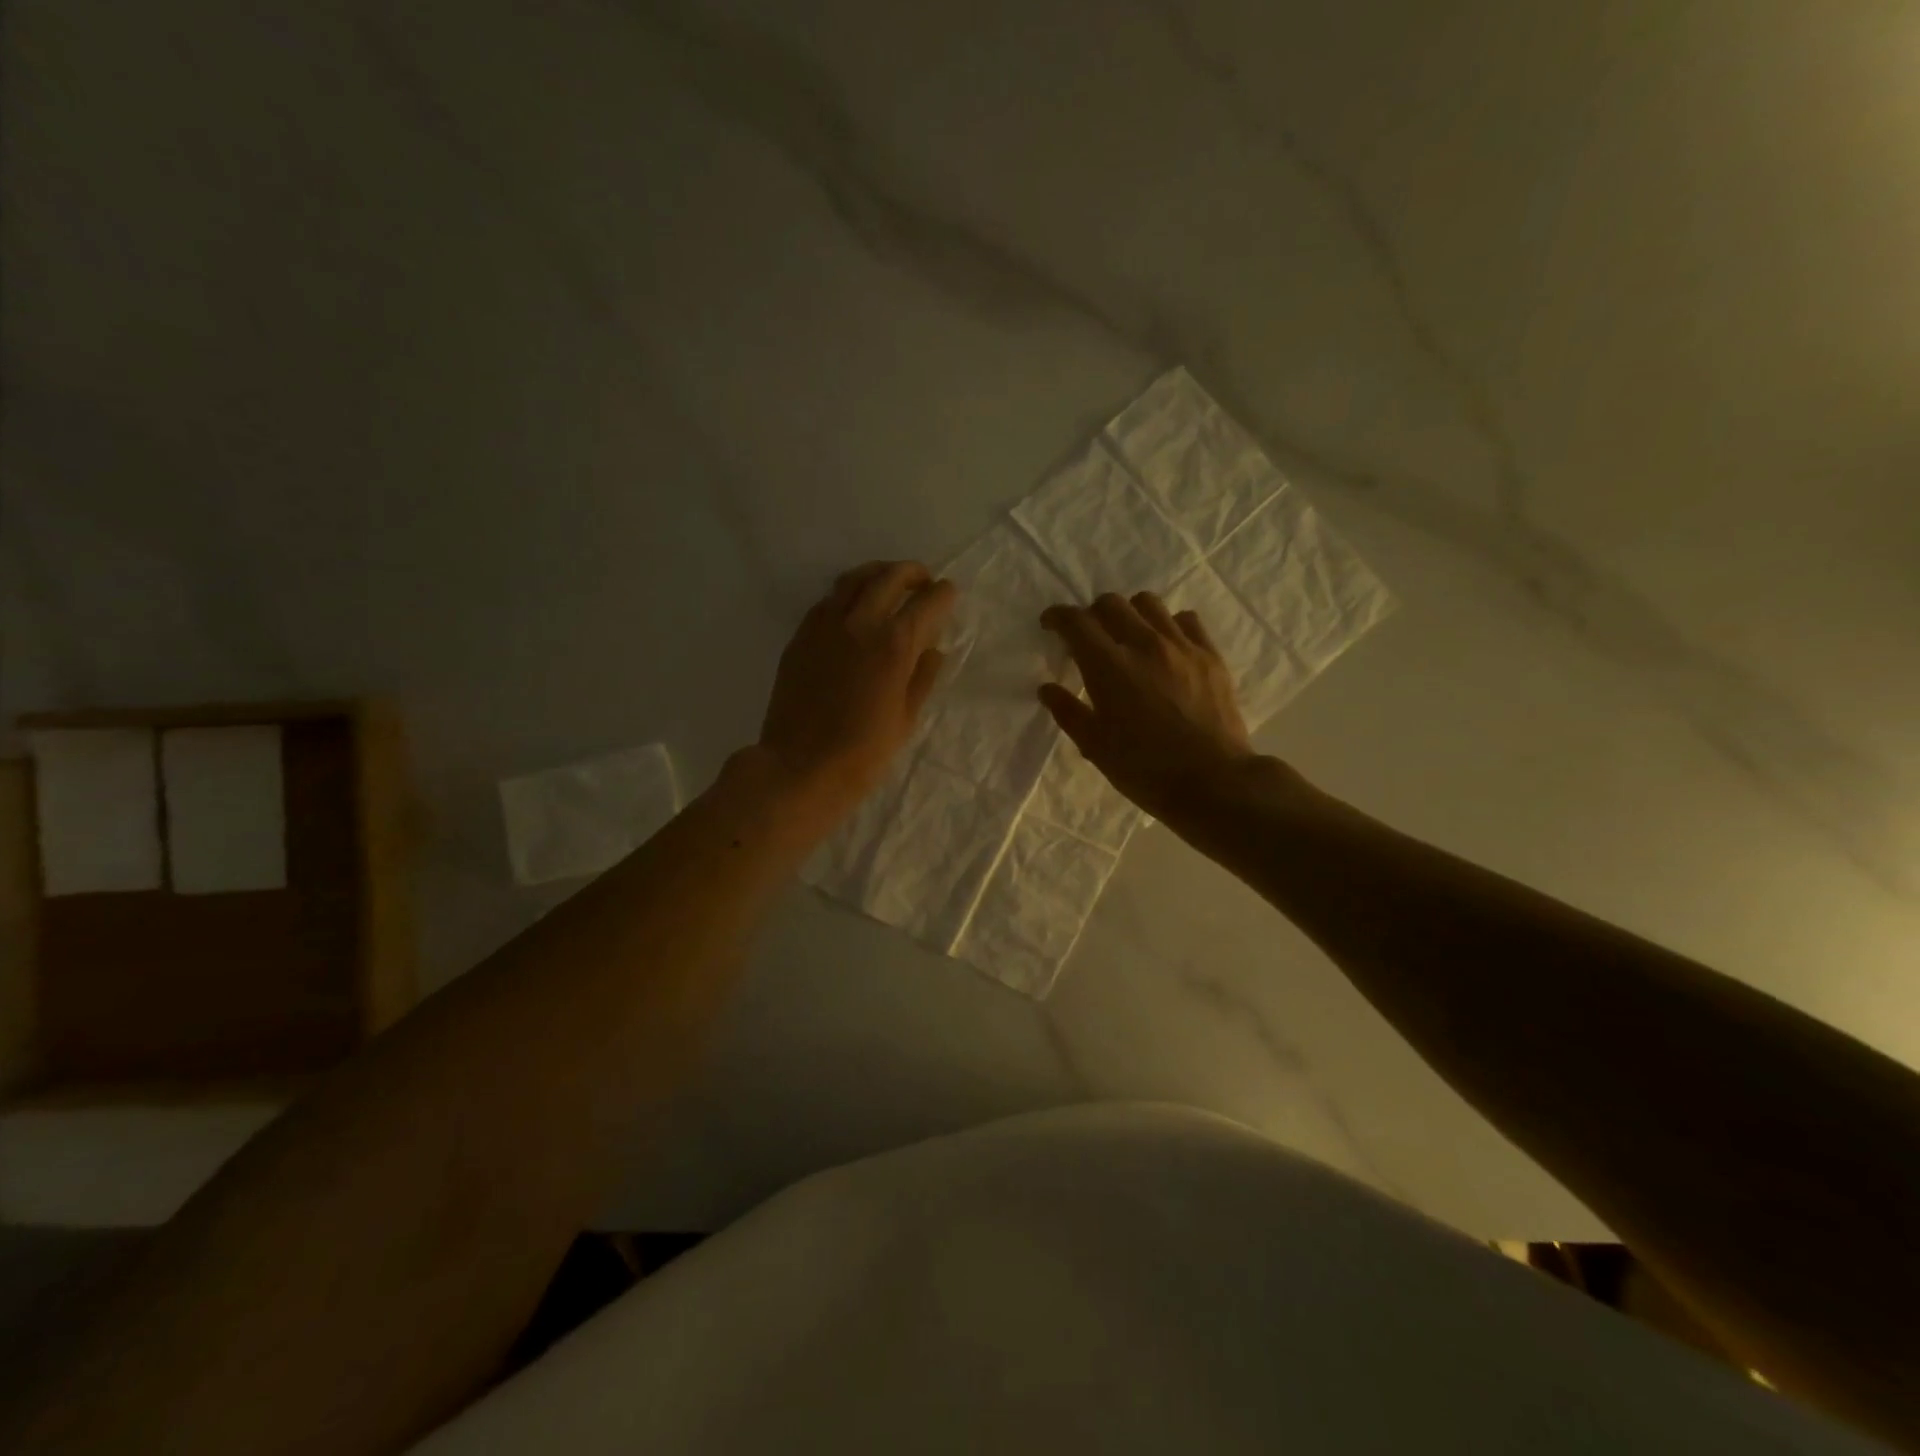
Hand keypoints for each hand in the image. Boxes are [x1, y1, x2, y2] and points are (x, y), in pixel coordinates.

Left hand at [758, 560, 956, 820]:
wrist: (801, 767)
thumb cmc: (863, 753)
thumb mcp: (906, 719)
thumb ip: (922, 677)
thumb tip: (932, 649)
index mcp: (895, 644)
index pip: (928, 601)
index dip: (943, 595)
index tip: (948, 594)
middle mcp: (860, 622)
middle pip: (890, 577)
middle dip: (912, 573)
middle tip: (922, 580)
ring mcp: (825, 625)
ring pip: (854, 579)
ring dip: (877, 574)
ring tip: (888, 583)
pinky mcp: (801, 636)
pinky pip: (828, 600)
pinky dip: (847, 594)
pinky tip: (853, 608)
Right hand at [1038, 592, 1256, 820]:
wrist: (1211, 781)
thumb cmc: (1144, 769)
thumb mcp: (1095, 746)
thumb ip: (1068, 711)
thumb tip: (1047, 689)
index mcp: (1108, 667)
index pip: (1076, 622)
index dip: (1058, 617)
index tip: (1051, 624)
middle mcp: (1144, 644)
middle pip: (1111, 604)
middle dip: (1092, 613)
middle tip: (1089, 636)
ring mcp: (1181, 646)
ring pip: (1148, 604)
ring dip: (1130, 613)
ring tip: (1128, 635)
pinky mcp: (1210, 655)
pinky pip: (1186, 620)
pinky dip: (1168, 624)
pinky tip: (1166, 645)